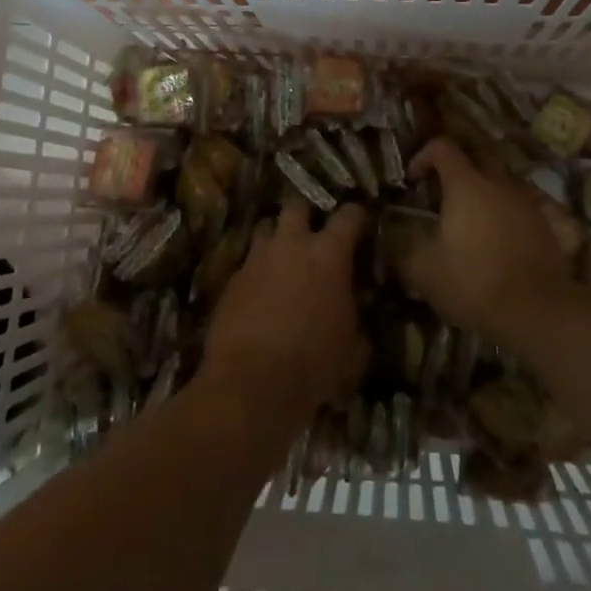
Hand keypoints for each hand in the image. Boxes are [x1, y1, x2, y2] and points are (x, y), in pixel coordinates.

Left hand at [203, 199, 368, 424]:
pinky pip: (247, 263)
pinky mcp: (230, 280)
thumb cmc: (315, 364)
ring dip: (275, 238)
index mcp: (329, 253)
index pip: (349, 215)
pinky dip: (256, 271)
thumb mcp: (354, 348)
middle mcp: (291, 244)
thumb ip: (358, 317)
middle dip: (305, 215)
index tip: (359, 223)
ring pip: (265, 228)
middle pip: (297, 206)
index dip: (356, 216)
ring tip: (282, 258)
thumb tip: (358, 309)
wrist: (252, 383)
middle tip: (312, 234)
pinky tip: (260, 293)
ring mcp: (257, 259)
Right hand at [403, 138, 572, 342]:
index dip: (423, 156)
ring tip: (479, 214)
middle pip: (479, 156)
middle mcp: (500, 183)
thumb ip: (404, 250)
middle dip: (460, 166)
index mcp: (466, 184)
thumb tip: (392, 241)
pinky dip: (524, 209)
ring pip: (509, 180)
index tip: (413, 180)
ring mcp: (531, 202)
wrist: (535, 312)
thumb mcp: (424, 271)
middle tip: (445, 191)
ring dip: (491, 188)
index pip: (442, 147)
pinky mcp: (554, 226)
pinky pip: (539, 205)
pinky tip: (518, 225)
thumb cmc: (473, 283)